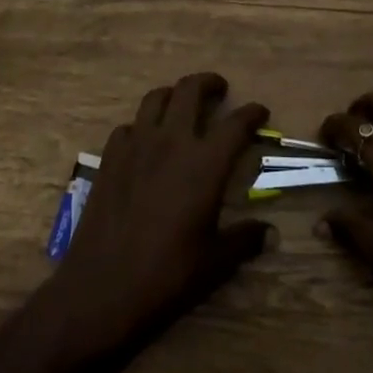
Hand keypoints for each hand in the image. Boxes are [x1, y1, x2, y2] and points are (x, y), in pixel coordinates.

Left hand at [42, 72, 271, 358]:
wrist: (101, 289)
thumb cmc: (166, 276)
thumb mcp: (215, 263)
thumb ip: (245, 239)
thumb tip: (271, 233)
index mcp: (205, 163)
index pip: (237, 123)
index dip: (252, 113)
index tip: (260, 112)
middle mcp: (172, 141)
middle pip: (191, 90)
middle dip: (209, 83)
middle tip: (219, 90)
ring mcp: (136, 145)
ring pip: (156, 98)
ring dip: (174, 95)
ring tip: (182, 105)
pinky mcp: (109, 157)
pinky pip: (128, 126)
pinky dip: (141, 126)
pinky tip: (145, 143)